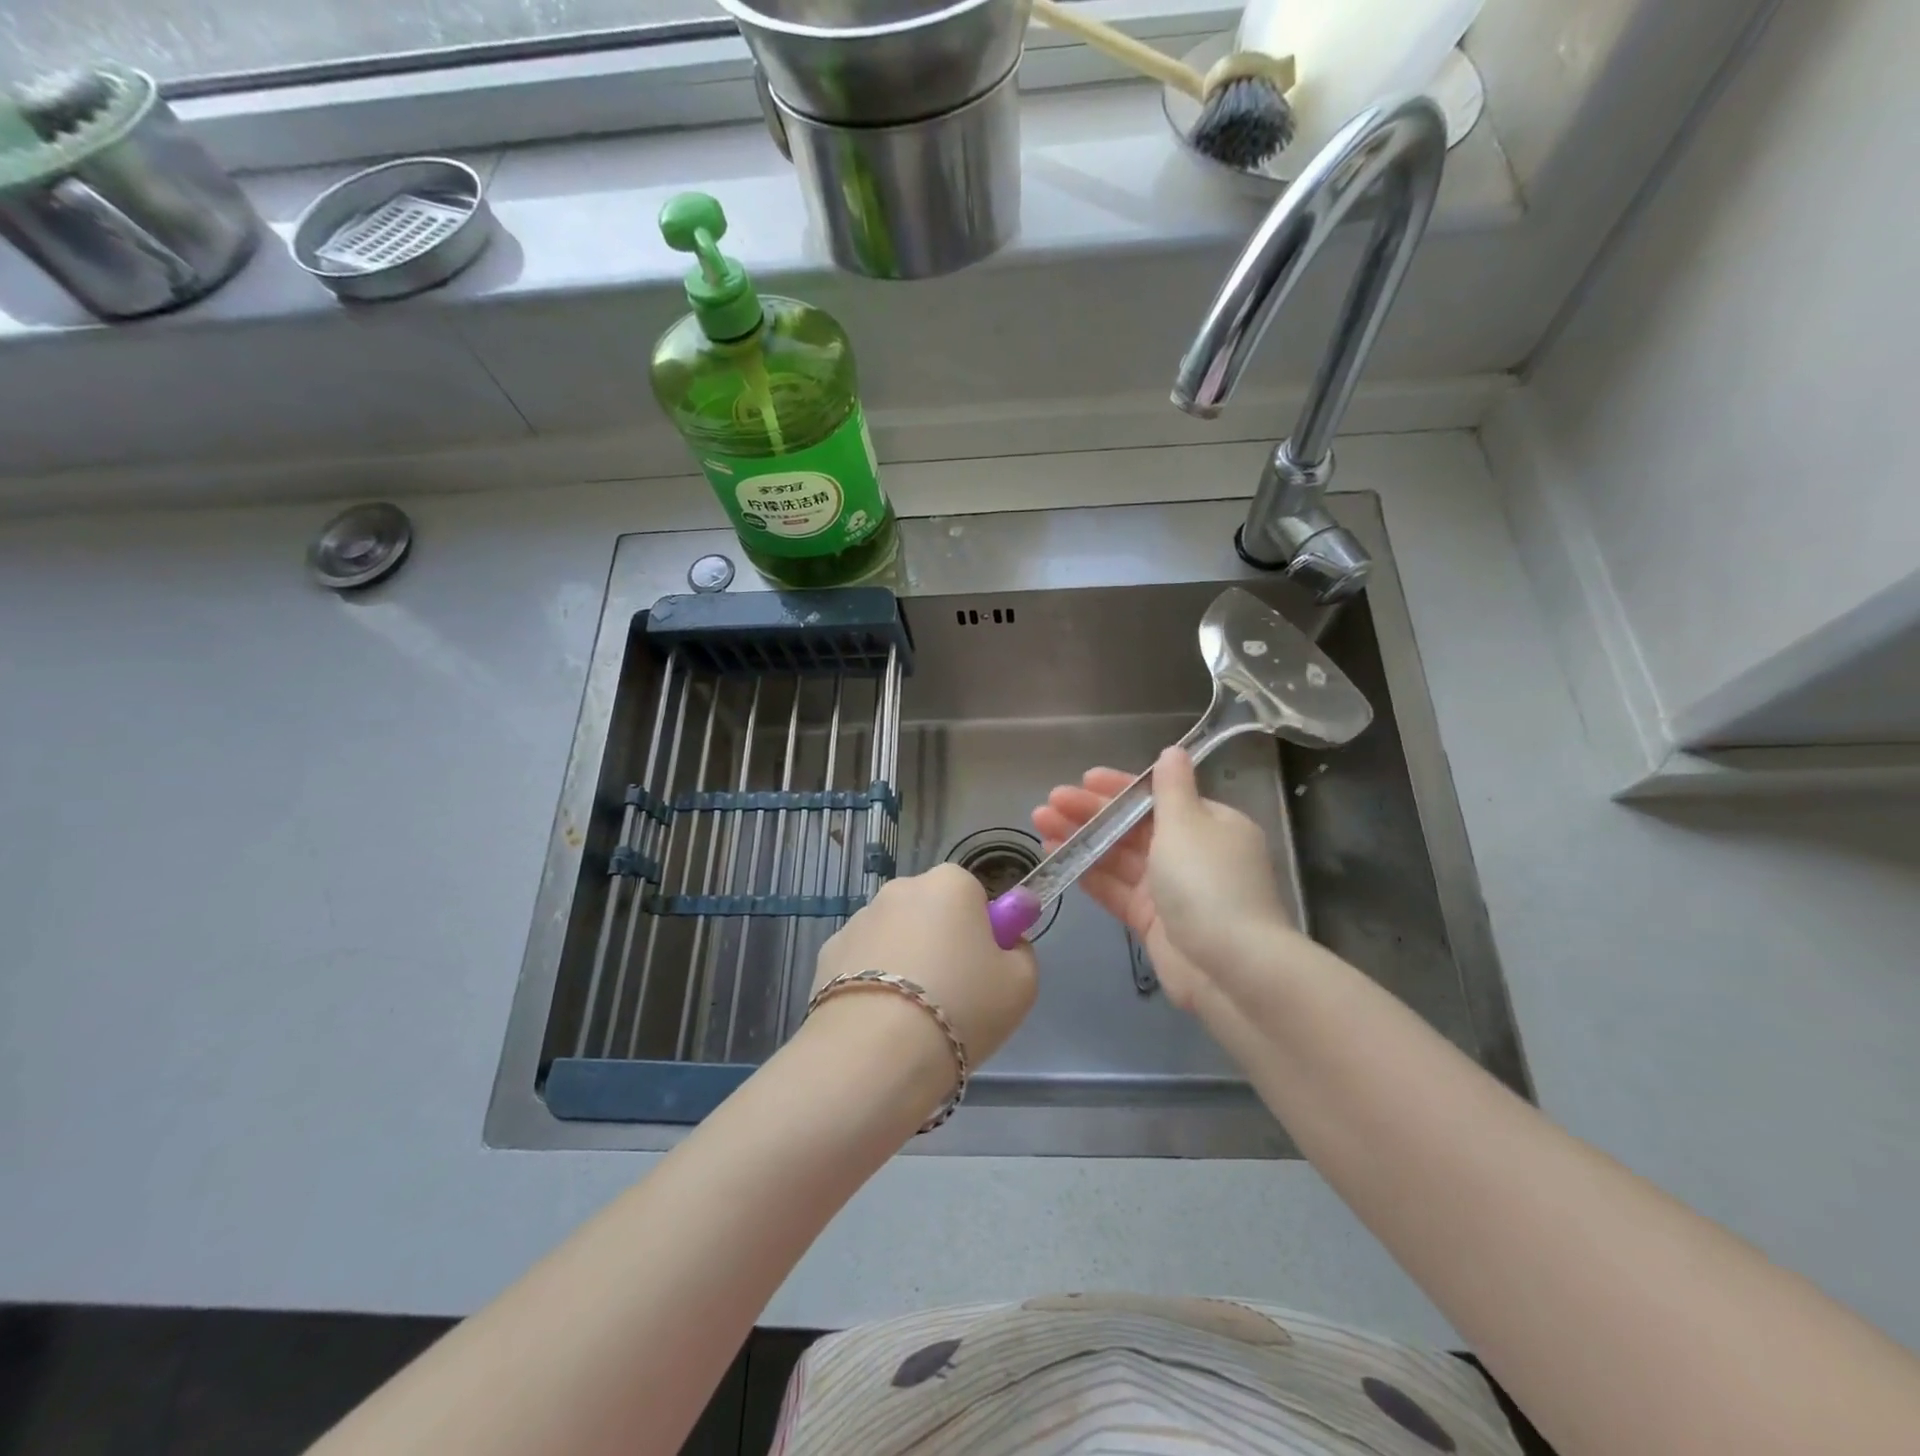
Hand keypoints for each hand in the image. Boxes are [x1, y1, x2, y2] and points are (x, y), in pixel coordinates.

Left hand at [812, 864, 1038, 1085]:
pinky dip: (870, 982)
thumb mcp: (1022, 984)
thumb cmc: (962, 1007)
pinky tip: (878, 1020)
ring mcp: (859, 918)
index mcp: (950, 883)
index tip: (983, 971)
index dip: (982, 933)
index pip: (974, 896)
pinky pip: (862, 962)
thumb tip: (1006, 943)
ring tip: (911, 1017)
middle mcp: (901, 888)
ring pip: (894, 936)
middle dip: (940, 942)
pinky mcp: (827, 952)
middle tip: (953, 995)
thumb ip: (1020, 951)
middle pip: (931, 912)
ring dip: (904, 961)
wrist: (877, 1053)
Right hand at [1032, 747, 1297, 1010]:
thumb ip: (1171, 788)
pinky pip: (1115, 888)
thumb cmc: (1208, 883)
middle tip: (1050, 801)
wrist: (1231, 968)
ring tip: (1040, 824)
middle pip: (1134, 825)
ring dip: (1082, 837)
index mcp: (1210, 824)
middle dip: (1092, 812)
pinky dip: (1087, 871)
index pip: (1158, 797)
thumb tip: (1172, 752)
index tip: (1084, 779)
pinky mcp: (1152, 920)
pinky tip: (1056, 855)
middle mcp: (1191, 852)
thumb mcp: (1189, 824)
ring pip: (1119, 856)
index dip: (1119, 787)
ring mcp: (1170, 889)